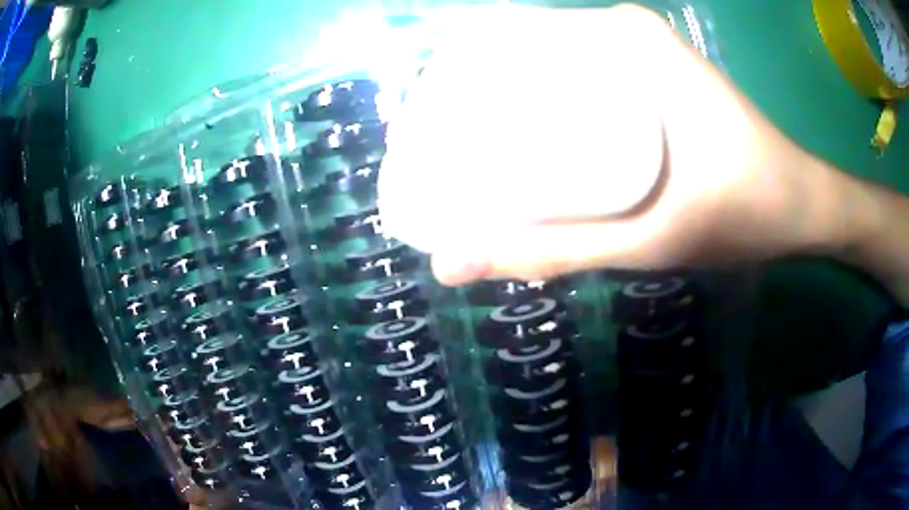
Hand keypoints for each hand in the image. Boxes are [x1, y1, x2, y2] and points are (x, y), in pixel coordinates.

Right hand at [379, 4, 820, 284]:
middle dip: (476, 101)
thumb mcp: (648, 240)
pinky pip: (583, 85)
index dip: (456, 81)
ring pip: (552, 73)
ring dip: (509, 109)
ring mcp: (642, 56)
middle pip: (525, 58)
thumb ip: (553, 251)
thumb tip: (450, 263)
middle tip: (437, 153)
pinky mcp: (653, 80)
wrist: (802, 205)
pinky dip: (550, 113)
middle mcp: (625, 35)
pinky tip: (531, 149)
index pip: (509, 40)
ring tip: (466, 154)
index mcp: (624, 41)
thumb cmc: (746, 213)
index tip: (423, 129)